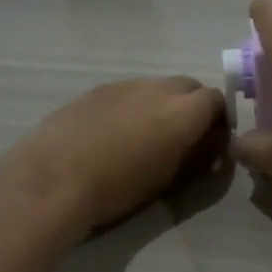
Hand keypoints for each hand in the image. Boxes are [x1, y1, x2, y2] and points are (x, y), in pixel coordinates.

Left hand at [7, 76, 228, 237]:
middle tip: (180, 137)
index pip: (217, 100)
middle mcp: (160, 88)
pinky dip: (132, 106)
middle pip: (189, 87)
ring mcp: (126, 84)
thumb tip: (206, 146)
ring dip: (160, 104)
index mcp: (184, 111)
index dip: (217, 120)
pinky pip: (128, 91)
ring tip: (143, 135)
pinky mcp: (97, 88)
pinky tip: (113, 132)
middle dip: (191, 107)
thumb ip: (195, 155)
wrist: (54, 179)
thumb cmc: (118, 188)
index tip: (209, 142)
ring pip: (156, 87)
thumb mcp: (168, 178)